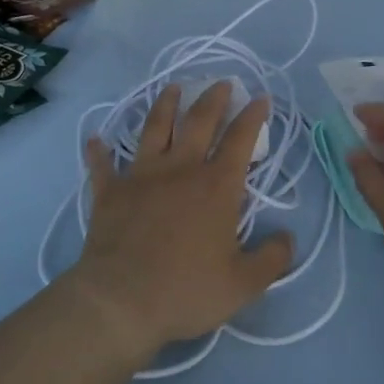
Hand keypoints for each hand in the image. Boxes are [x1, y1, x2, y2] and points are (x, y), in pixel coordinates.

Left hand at [68, 82, 293, 364]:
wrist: (121, 301)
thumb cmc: (186, 290)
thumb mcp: (243, 284)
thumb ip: (272, 259)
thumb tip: (289, 238)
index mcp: (216, 186)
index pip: (240, 140)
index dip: (253, 116)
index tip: (260, 97)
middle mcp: (180, 169)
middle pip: (198, 122)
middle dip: (213, 98)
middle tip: (221, 82)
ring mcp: (142, 176)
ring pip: (154, 129)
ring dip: (164, 105)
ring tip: (171, 88)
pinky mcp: (110, 192)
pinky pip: (102, 166)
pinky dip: (98, 151)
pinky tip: (94, 139)